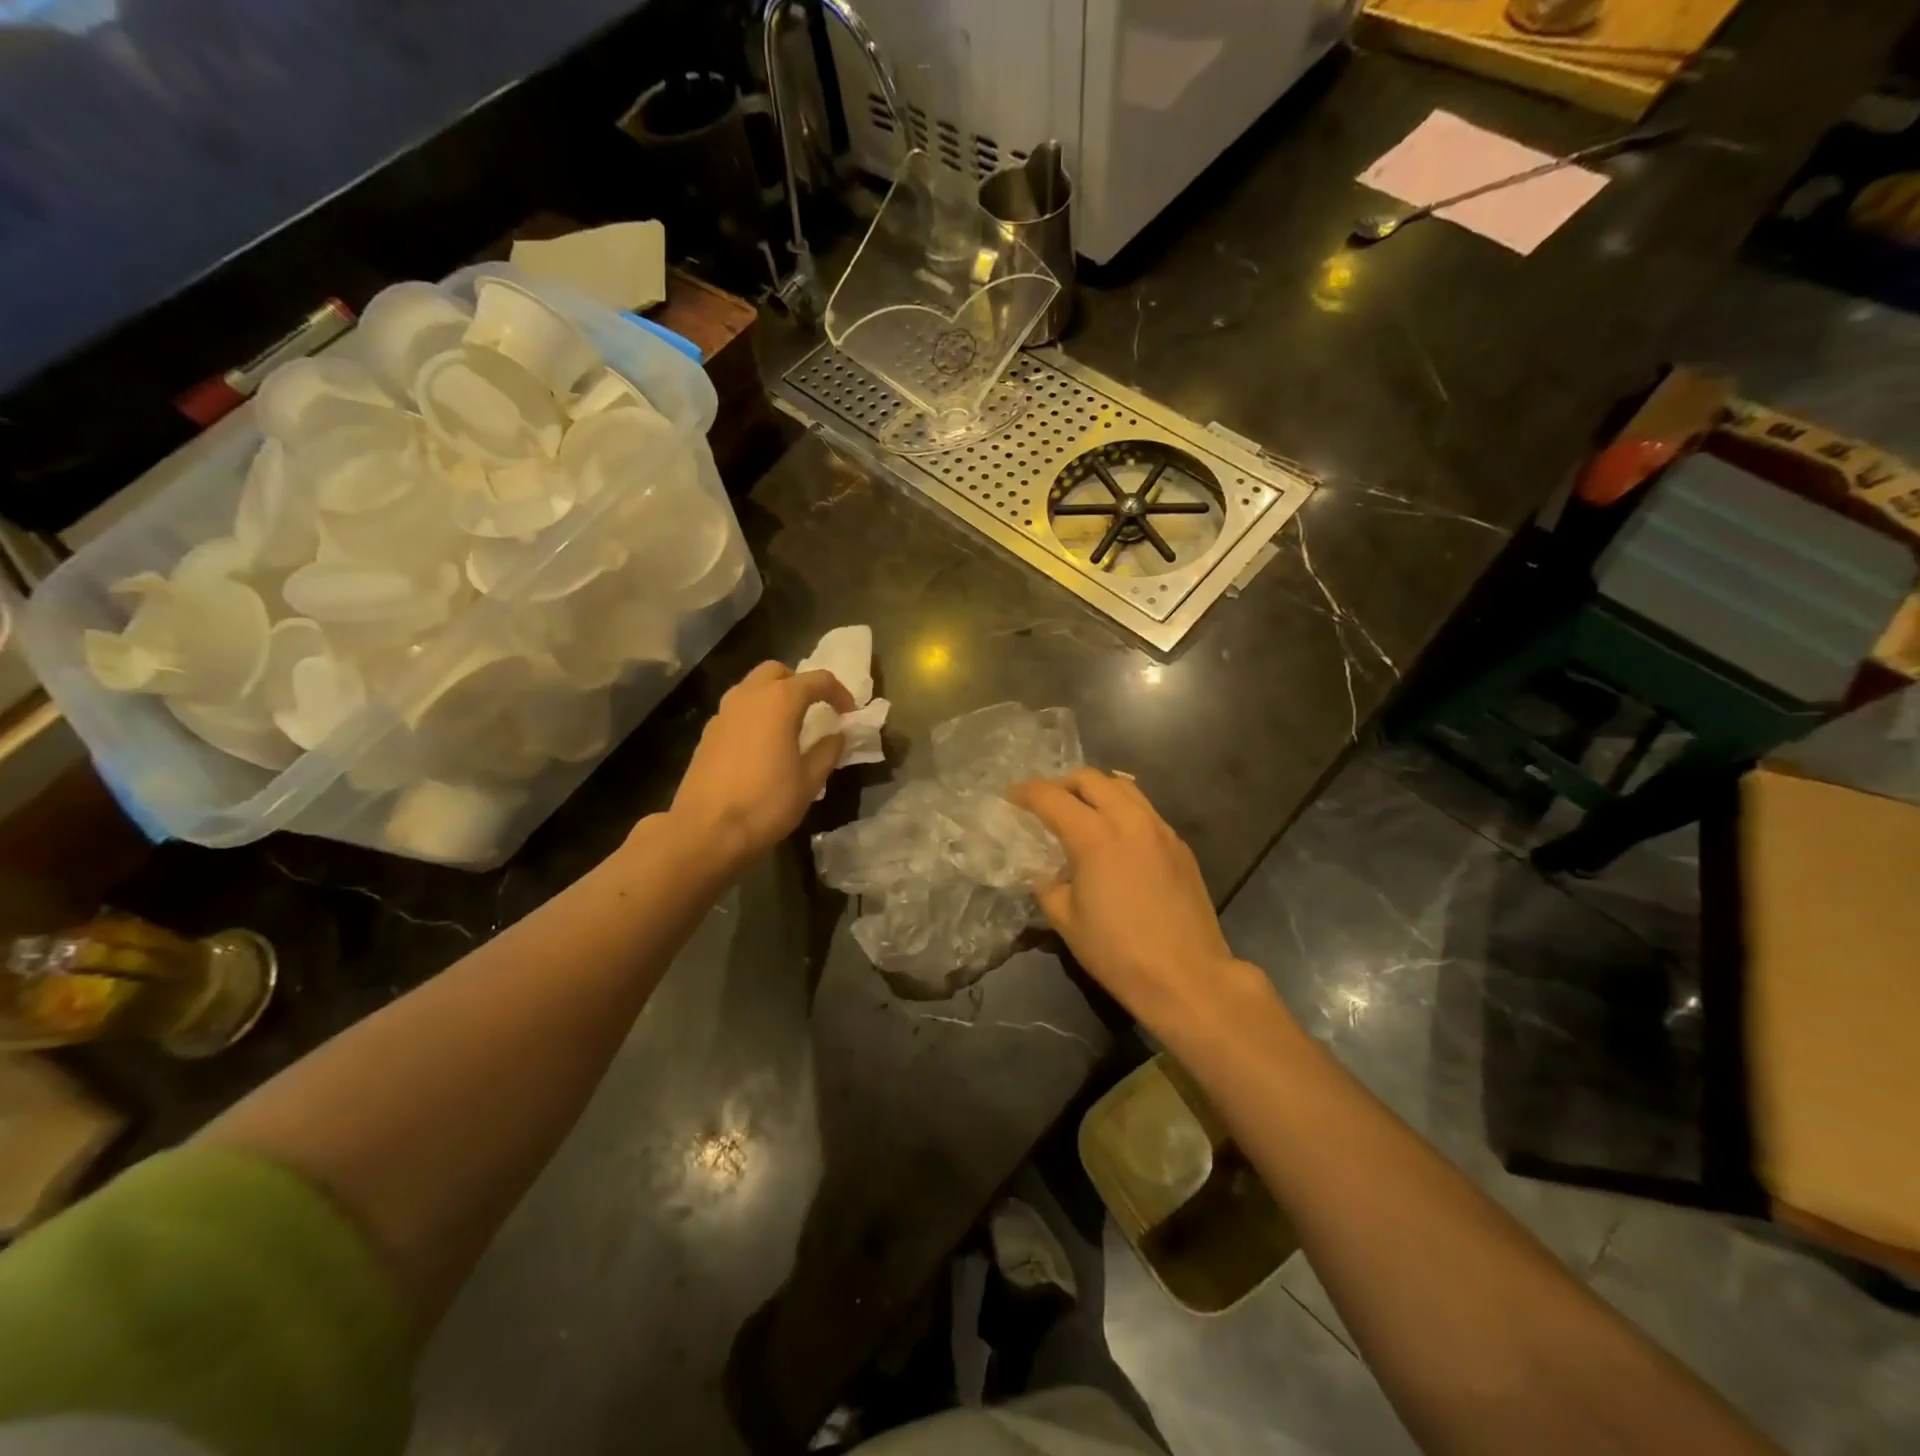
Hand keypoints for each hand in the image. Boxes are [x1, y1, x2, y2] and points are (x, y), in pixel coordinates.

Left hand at [667, 662, 854, 874]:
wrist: (706, 831)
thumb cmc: (767, 803)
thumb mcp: (810, 781)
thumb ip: (827, 751)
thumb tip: (837, 735)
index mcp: (780, 701)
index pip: (818, 680)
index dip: (839, 692)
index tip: (849, 713)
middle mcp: (749, 696)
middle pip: (777, 672)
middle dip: (800, 684)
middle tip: (815, 710)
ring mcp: (723, 713)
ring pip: (752, 687)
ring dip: (774, 697)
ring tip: (790, 727)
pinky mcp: (708, 733)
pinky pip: (737, 710)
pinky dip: (755, 715)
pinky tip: (763, 745)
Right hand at [1010, 770, 1270, 1036]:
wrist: (1187, 977)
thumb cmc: (1118, 952)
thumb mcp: (1065, 920)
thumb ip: (1047, 885)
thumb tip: (1045, 872)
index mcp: (1093, 836)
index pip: (1051, 797)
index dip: (1026, 792)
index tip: (1012, 796)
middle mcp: (1128, 820)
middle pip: (1090, 778)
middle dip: (1062, 784)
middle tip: (1047, 804)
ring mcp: (1160, 829)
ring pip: (1124, 787)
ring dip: (1096, 790)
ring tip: (1082, 812)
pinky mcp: (1180, 845)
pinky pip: (1145, 810)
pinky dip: (1123, 809)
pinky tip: (1116, 837)